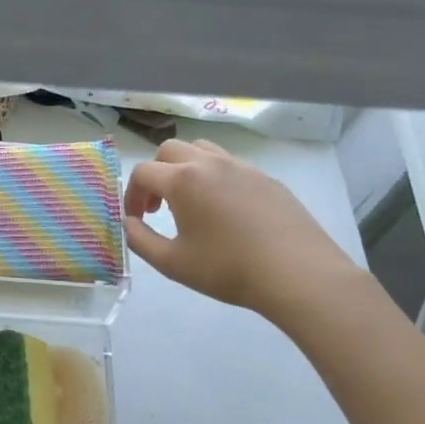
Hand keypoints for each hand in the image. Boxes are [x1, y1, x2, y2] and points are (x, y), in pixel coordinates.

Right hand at [123, 139, 359, 318]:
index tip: (136, 220)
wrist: (297, 273)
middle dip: (156, 174)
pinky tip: (224, 211)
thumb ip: (139, 240)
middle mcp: (210, 163)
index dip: (132, 195)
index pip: (142, 172)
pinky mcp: (267, 178)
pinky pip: (230, 165)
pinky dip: (214, 177)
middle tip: (158, 207)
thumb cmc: (227, 269)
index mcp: (182, 180)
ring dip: (185, 169)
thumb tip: (128, 223)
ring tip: (189, 202)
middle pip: (169, 150)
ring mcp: (242, 167)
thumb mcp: (171, 263)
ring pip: (202, 150)